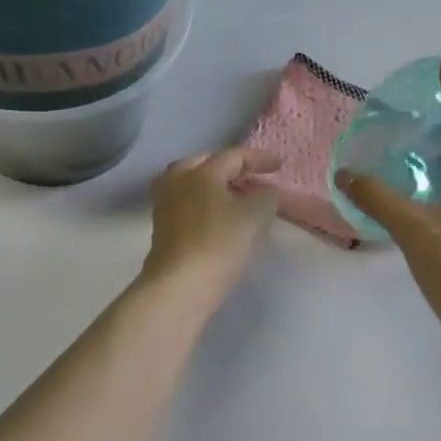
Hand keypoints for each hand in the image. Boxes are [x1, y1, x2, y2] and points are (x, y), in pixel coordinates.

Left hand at [140, 146, 280, 309]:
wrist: (180, 284)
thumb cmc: (219, 243)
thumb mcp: (255, 216)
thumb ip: (266, 196)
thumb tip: (264, 191)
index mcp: (201, 171)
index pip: (233, 156)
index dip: (259, 159)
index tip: (279, 166)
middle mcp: (177, 180)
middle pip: (206, 164)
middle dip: (231, 168)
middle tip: (252, 178)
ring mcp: (165, 203)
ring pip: (192, 183)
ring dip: (214, 186)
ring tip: (235, 197)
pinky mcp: (161, 226)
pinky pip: (187, 203)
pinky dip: (204, 203)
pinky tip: (218, 216)